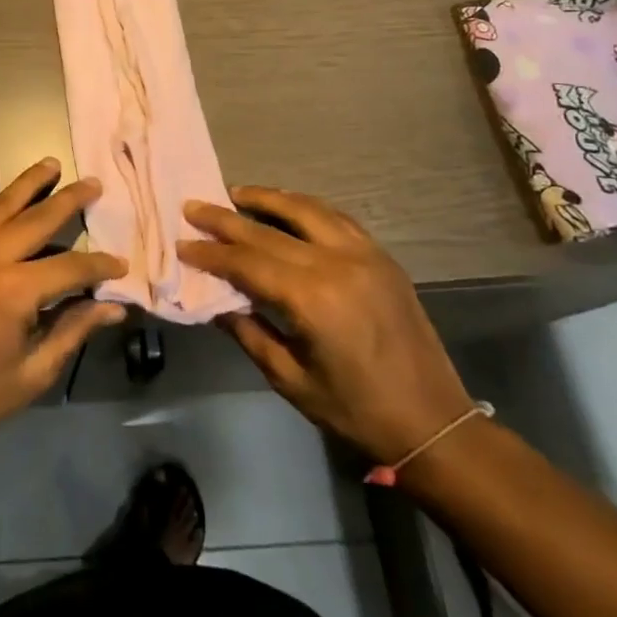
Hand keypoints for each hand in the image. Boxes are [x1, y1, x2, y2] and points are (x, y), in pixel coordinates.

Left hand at [0, 159, 128, 460]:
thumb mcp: (34, 372)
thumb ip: (74, 329)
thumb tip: (114, 307)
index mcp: (14, 292)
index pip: (70, 266)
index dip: (99, 266)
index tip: (120, 264)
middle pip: (38, 219)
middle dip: (70, 200)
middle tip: (94, 184)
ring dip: (29, 182)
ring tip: (52, 164)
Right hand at [179, 187, 471, 462]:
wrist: (434, 422)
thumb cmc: (355, 410)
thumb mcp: (290, 380)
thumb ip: (249, 333)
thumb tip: (215, 301)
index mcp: (312, 299)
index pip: (247, 262)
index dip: (211, 253)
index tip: (182, 243)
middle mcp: (337, 264)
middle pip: (269, 230)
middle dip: (226, 218)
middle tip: (193, 207)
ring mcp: (364, 255)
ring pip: (306, 209)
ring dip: (267, 198)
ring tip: (235, 193)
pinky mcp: (382, 256)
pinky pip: (336, 217)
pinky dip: (305, 206)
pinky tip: (286, 206)